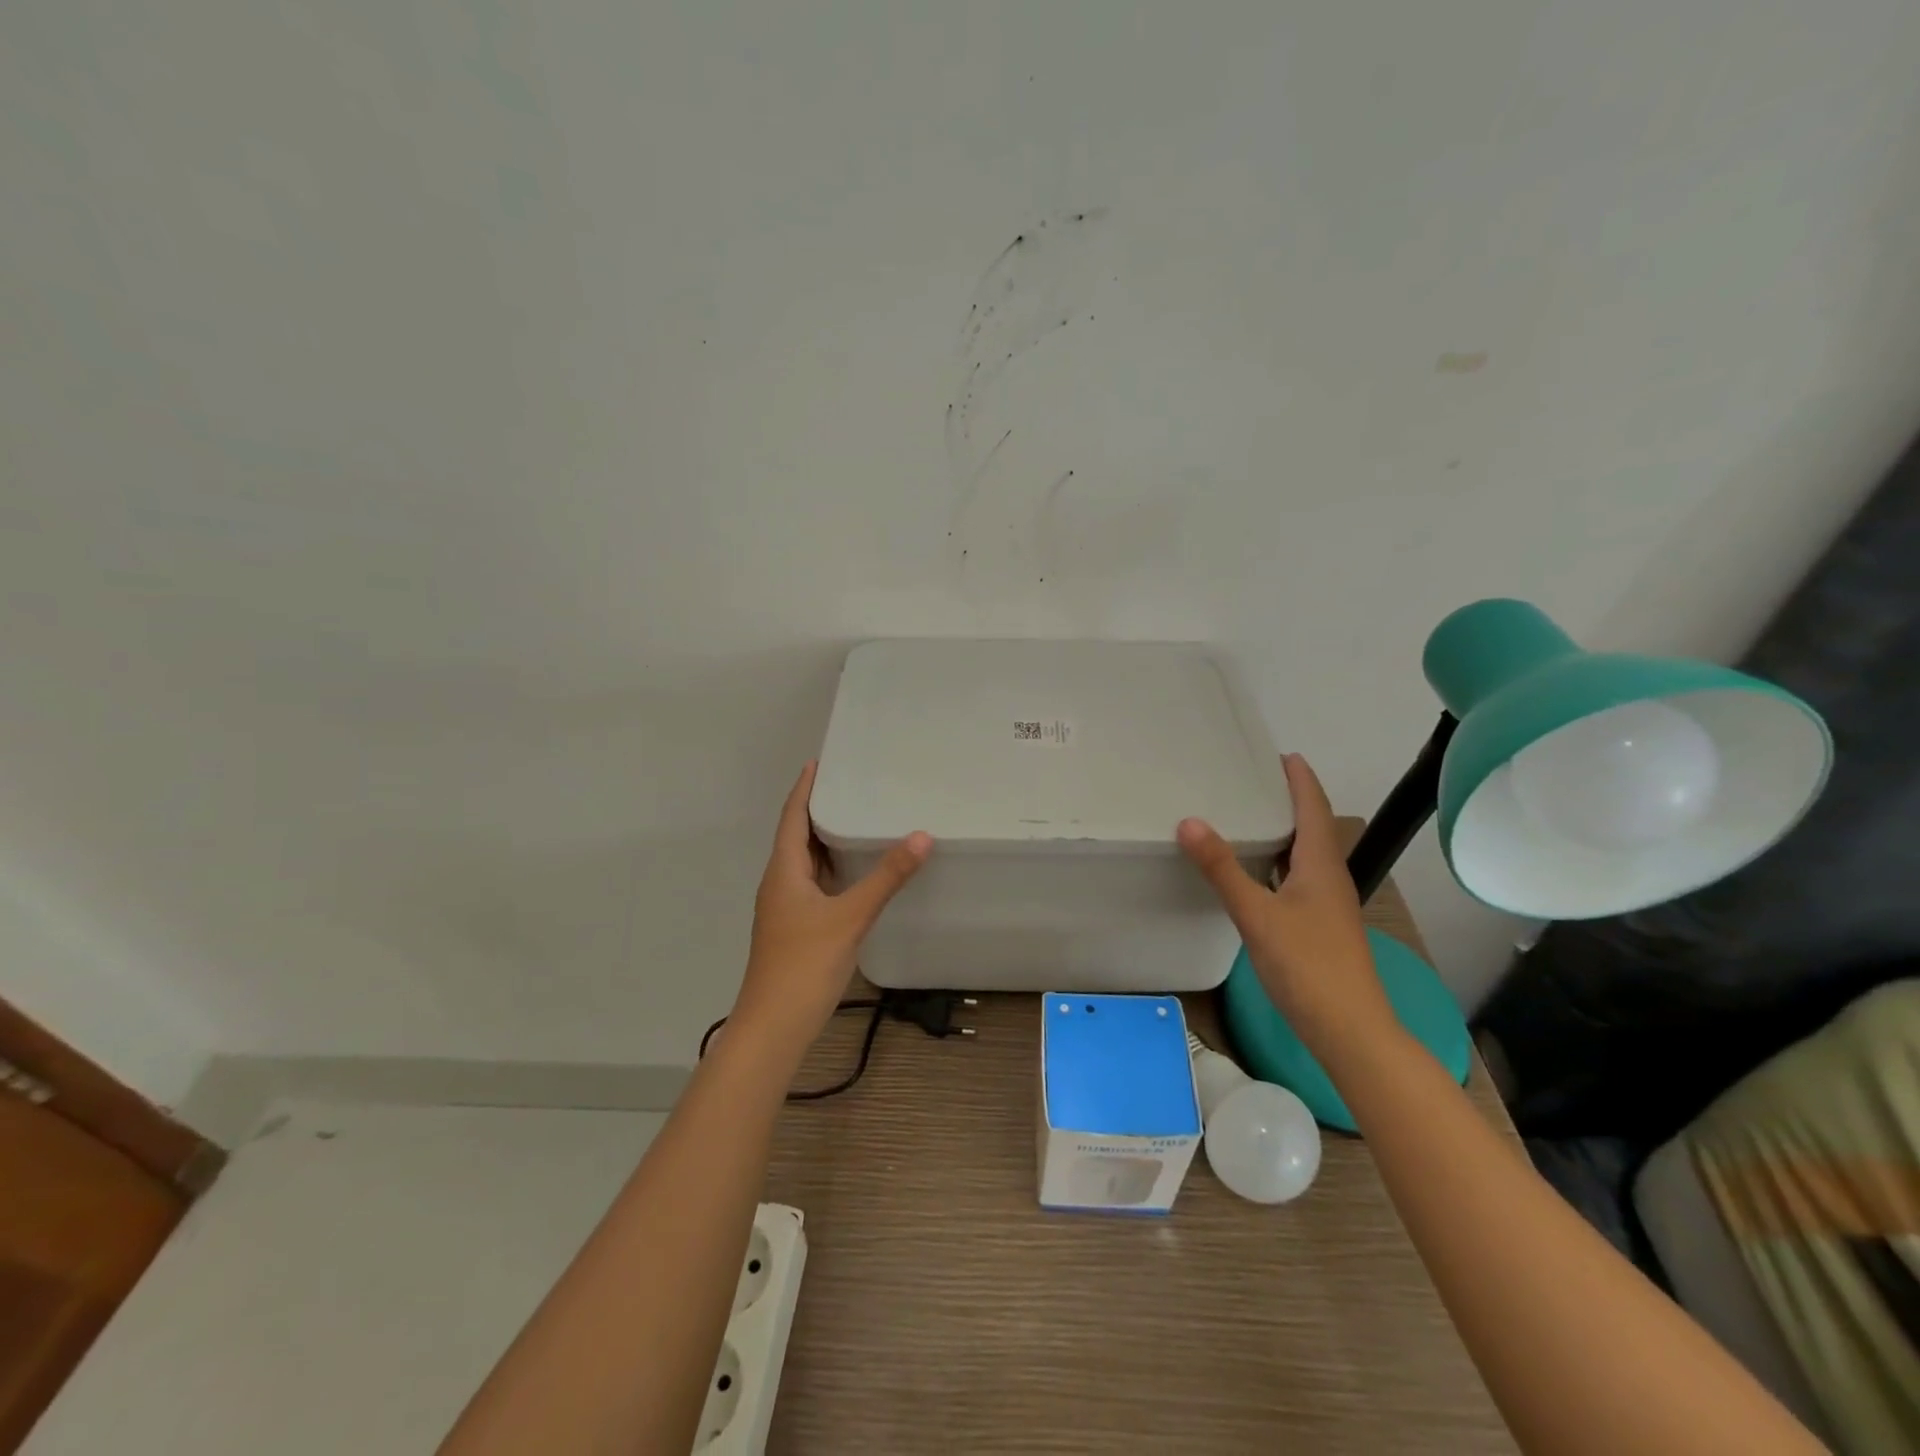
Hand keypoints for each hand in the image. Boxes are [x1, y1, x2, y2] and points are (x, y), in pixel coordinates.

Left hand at [729, 762, 931, 1056]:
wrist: (774, 1027)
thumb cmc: (804, 965)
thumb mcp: (850, 917)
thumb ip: (886, 877)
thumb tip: (921, 836)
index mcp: (783, 871)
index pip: (792, 816)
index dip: (805, 788)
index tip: (821, 762)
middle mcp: (780, 883)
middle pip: (797, 836)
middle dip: (820, 809)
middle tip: (853, 785)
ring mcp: (786, 908)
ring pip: (806, 862)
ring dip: (827, 840)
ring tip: (859, 819)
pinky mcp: (796, 928)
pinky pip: (814, 884)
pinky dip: (833, 869)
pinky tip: (856, 872)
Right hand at [1177, 753, 1394, 1049]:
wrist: (1349, 1030)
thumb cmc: (1308, 966)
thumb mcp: (1257, 914)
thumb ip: (1222, 869)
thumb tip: (1189, 821)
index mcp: (1320, 864)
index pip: (1313, 807)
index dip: (1299, 778)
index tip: (1278, 753)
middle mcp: (1328, 877)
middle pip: (1310, 825)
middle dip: (1286, 798)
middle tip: (1248, 779)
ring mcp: (1325, 903)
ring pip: (1302, 853)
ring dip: (1280, 830)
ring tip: (1245, 814)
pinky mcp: (1317, 925)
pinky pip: (1295, 877)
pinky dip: (1275, 861)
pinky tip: (1253, 870)